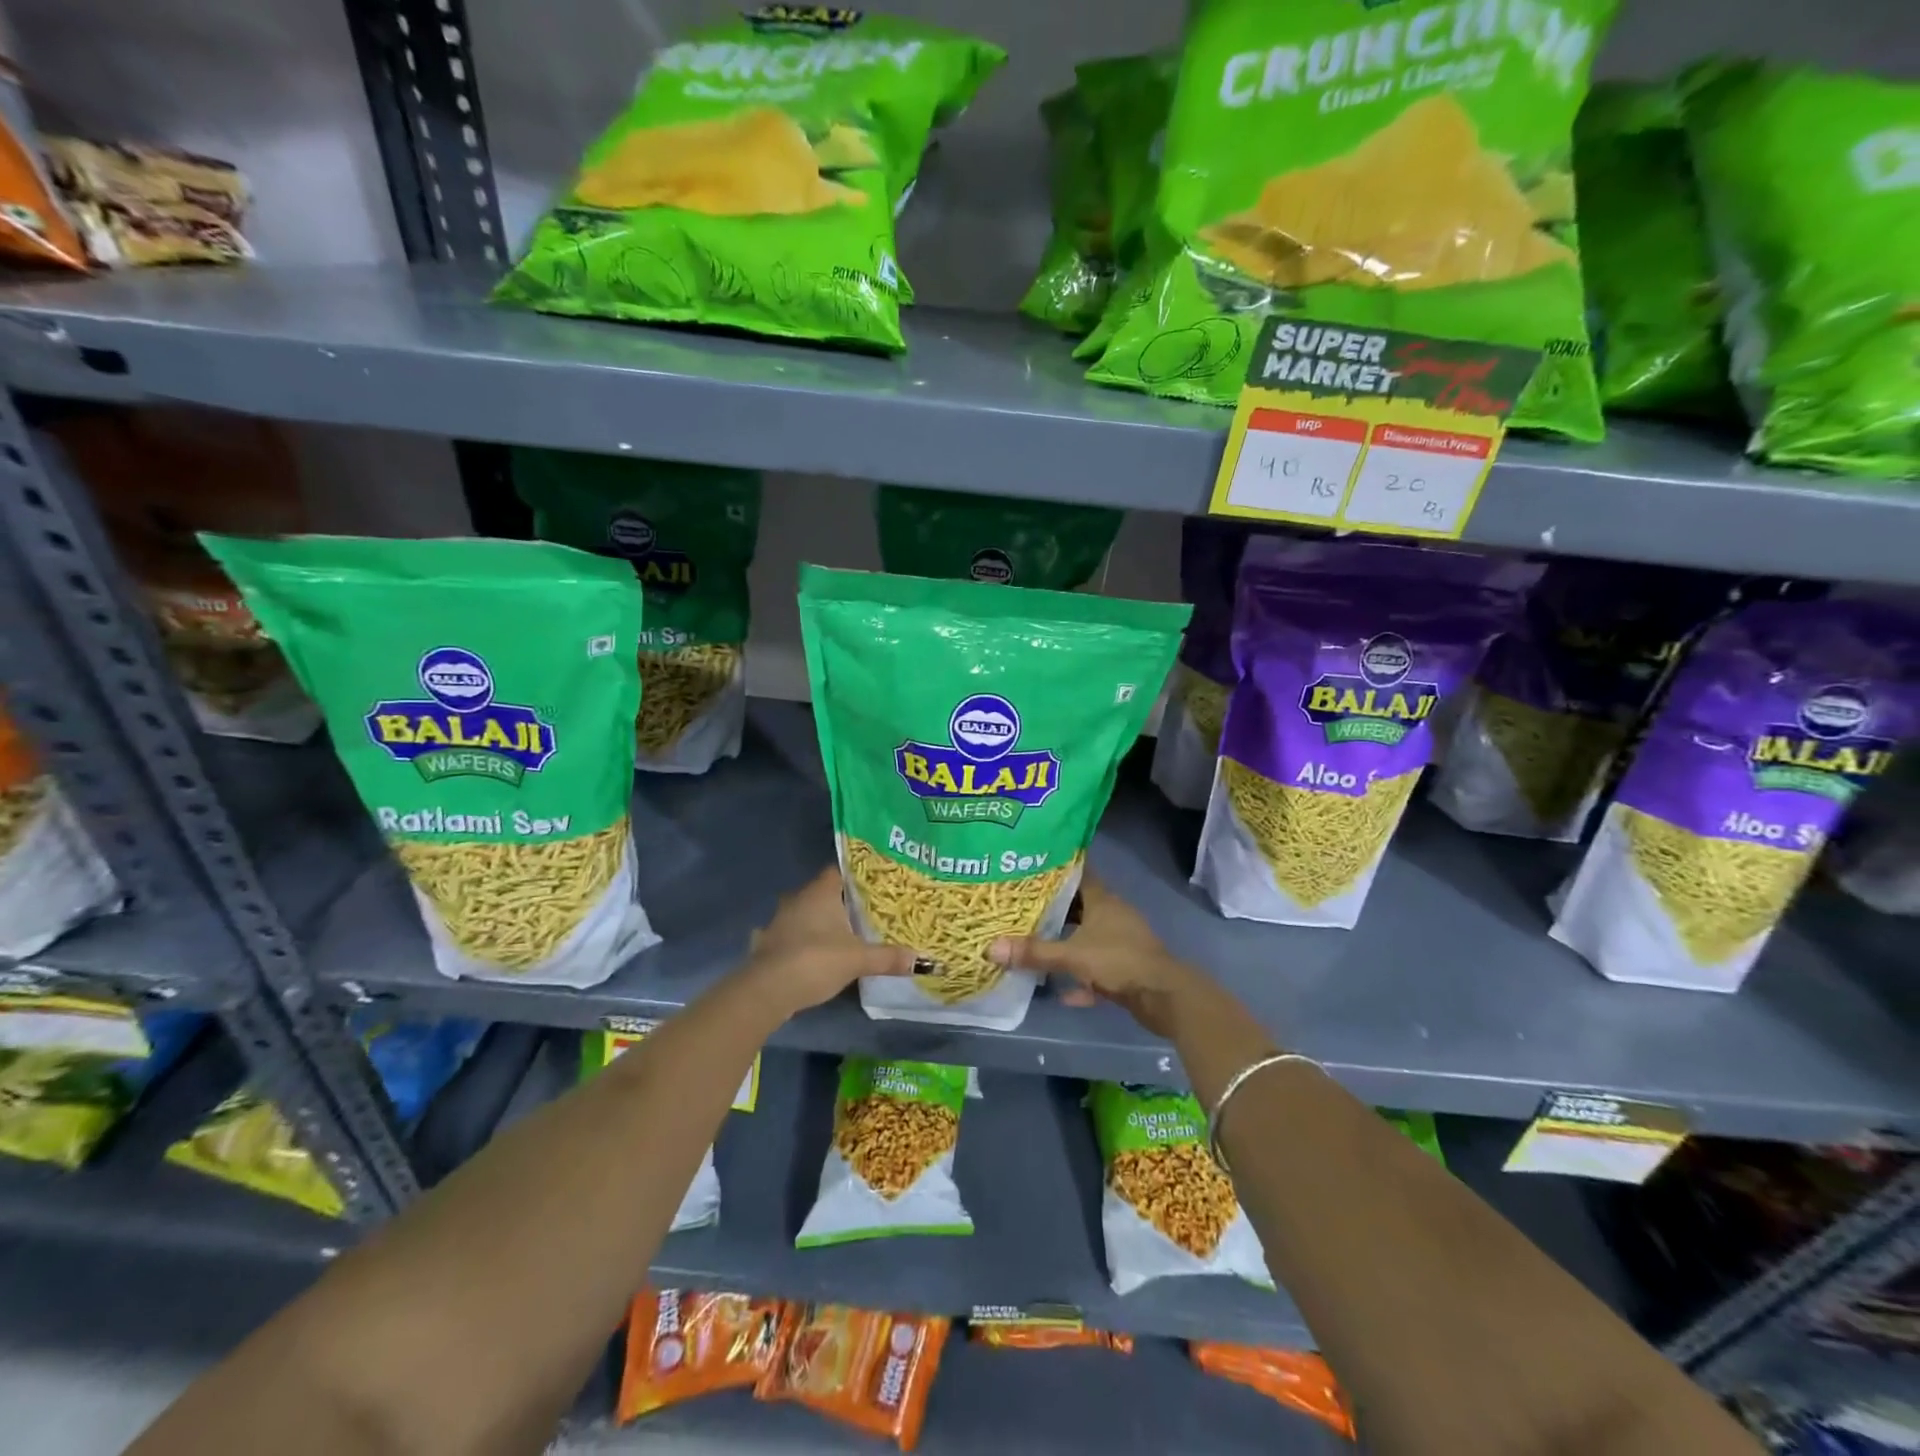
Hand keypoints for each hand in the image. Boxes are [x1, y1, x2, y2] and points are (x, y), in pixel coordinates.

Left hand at [741, 865, 914, 1016]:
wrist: (767, 990)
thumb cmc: (816, 961)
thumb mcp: (858, 960)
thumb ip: (889, 957)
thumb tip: (924, 960)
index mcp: (820, 892)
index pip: (838, 871)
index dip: (855, 875)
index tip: (873, 884)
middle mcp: (797, 899)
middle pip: (822, 892)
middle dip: (840, 900)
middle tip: (864, 910)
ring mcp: (779, 921)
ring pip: (804, 913)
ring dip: (818, 921)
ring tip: (842, 932)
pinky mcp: (768, 943)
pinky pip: (790, 934)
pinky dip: (801, 940)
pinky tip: (813, 953)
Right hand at [990, 874, 1202, 1038]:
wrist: (1164, 996)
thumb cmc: (1118, 961)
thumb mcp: (1072, 955)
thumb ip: (1034, 952)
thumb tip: (991, 948)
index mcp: (1102, 900)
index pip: (1078, 873)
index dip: (1056, 869)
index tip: (1031, 866)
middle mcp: (1112, 915)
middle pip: (1079, 906)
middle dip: (1054, 909)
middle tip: (1022, 908)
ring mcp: (1121, 942)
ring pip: (1087, 937)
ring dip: (1066, 944)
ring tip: (1035, 945)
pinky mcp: (1126, 968)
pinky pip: (1096, 968)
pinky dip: (1081, 978)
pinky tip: (1062, 993)